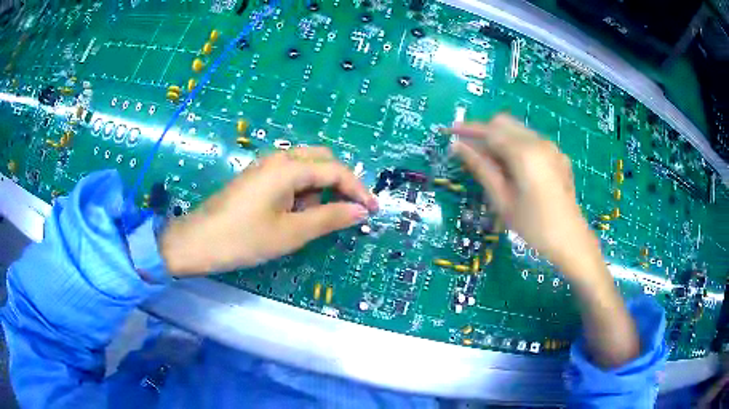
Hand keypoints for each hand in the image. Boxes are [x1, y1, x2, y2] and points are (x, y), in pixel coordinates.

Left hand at [160, 147, 377, 275]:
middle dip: (340, 183)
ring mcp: (265, 165)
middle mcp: (279, 158)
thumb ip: (330, 218)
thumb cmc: (244, 239)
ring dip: (319, 189)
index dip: (359, 190)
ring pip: (306, 168)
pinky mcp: (257, 177)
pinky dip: (302, 192)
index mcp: (289, 167)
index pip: (336, 170)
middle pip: (323, 160)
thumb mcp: (291, 233)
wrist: (198, 241)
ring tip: (312, 220)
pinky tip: (293, 214)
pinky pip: (289, 176)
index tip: (374, 211)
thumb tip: (361, 211)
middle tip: (349, 211)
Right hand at [451, 115, 638, 368]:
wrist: (571, 240)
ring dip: (500, 139)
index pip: (491, 130)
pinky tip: (513, 169)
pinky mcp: (557, 155)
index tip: (450, 132)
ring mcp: (551, 147)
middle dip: (484, 131)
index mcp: (525, 153)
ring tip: (490, 164)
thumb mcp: (503, 201)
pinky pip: (531, 141)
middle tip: (470, 152)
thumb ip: (481, 168)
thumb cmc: (534, 226)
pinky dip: (515, 146)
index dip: (468, 129)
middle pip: (504, 123)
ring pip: (518, 130)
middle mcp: (539, 142)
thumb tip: (459, 147)